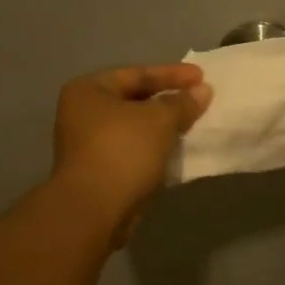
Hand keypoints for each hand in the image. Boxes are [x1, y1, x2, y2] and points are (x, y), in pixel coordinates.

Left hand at [52, 64, 211, 241]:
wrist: (94, 210)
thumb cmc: (123, 151)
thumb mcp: (159, 120)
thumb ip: (182, 102)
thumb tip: (202, 91)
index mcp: (88, 90)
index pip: (136, 74)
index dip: (172, 74)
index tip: (202, 77)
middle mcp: (81, 114)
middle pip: (133, 100)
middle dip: (167, 101)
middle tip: (198, 100)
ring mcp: (87, 145)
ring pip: (134, 128)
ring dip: (162, 126)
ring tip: (192, 124)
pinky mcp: (98, 172)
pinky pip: (132, 151)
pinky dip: (154, 148)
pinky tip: (177, 150)